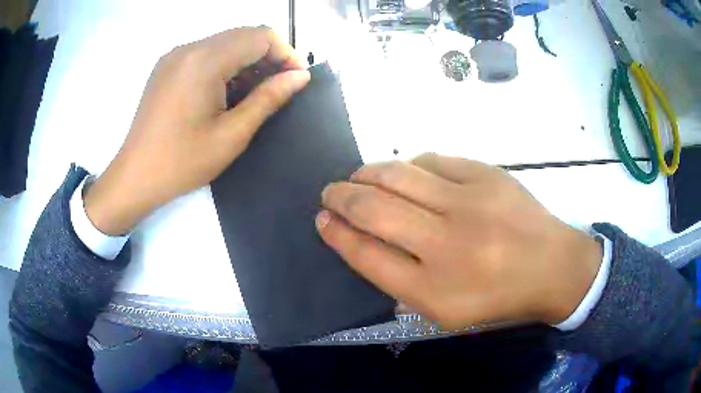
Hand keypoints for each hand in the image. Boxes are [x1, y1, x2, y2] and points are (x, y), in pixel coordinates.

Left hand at [84, 27, 309, 235]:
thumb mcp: (231, 135)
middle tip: (279, 85)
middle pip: (243, 34)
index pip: (260, 36)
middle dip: (268, 54)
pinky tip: (226, 89)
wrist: (135, 176)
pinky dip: (225, 63)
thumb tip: (300, 76)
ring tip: (254, 90)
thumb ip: (268, 99)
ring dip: (246, 58)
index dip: (285, 53)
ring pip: (225, 41)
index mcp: (204, 61)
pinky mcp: (167, 65)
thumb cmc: (182, 162)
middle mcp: (189, 48)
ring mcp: (175, 55)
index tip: (296, 78)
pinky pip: (206, 51)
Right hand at [316, 153, 602, 328]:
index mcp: (433, 290)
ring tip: (355, 177)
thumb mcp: (446, 312)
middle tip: (329, 193)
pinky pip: (431, 160)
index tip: (321, 220)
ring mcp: (469, 202)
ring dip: (365, 173)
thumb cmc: (498, 297)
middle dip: (340, 197)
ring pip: (396, 174)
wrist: (553, 267)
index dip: (336, 234)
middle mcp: (447, 244)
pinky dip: (407, 165)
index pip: (366, 254)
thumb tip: (364, 246)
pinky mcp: (486, 174)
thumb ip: (402, 285)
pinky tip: (403, 172)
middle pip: (373, 209)